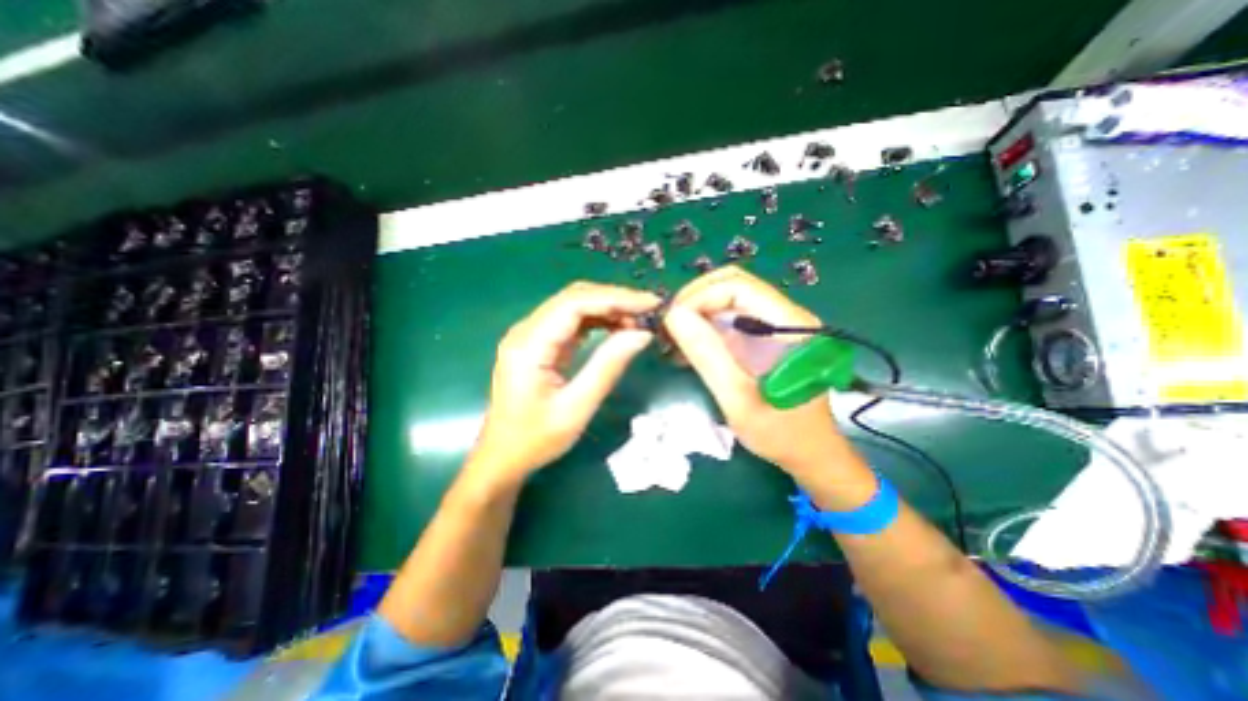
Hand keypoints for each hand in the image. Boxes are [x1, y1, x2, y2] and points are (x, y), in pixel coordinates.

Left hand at [471, 283, 661, 484]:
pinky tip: (618, 328)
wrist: (503, 456)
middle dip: (614, 300)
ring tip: (639, 320)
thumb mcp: (576, 407)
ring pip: (574, 306)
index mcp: (529, 345)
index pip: (575, 303)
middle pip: (574, 298)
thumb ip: (608, 367)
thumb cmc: (536, 439)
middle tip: (649, 310)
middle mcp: (526, 331)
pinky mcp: (539, 343)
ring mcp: (531, 335)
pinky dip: (597, 321)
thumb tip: (642, 334)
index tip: (649, 304)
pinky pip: (571, 322)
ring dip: (607, 308)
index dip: (615, 298)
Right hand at [663, 269, 846, 475]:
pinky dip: (704, 328)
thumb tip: (674, 316)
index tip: (672, 323)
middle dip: (694, 301)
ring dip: (696, 314)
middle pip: (732, 286)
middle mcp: (784, 315)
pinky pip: (729, 319)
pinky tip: (687, 349)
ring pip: (728, 301)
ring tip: (673, 339)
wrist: (810, 454)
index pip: (738, 286)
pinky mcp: (764, 338)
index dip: (699, 297)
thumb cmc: (781, 433)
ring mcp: (774, 326)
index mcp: (790, 324)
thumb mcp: (739, 399)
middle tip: (669, 327)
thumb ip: (708, 355)